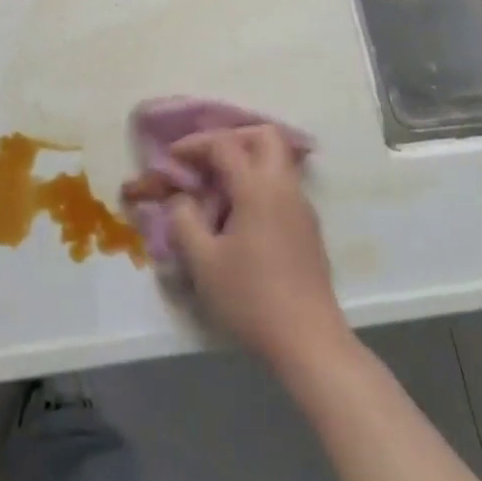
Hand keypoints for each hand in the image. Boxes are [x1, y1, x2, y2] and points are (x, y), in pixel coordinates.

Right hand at [125, 126, 347, 374]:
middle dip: (231, 138)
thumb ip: (185, 220)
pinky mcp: (308, 229)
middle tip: (205, 160)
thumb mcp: (203, 262)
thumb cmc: (252, 299)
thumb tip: (183, 200)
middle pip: (264, 136)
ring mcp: (302, 208)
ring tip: (217, 189)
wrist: (310, 344)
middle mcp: (284, 188)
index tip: (171, 159)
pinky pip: (282, 186)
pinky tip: (238, 215)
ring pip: (277, 161)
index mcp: (258, 188)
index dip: (194, 145)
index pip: (224, 144)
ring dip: (246, 162)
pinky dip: (258, 184)